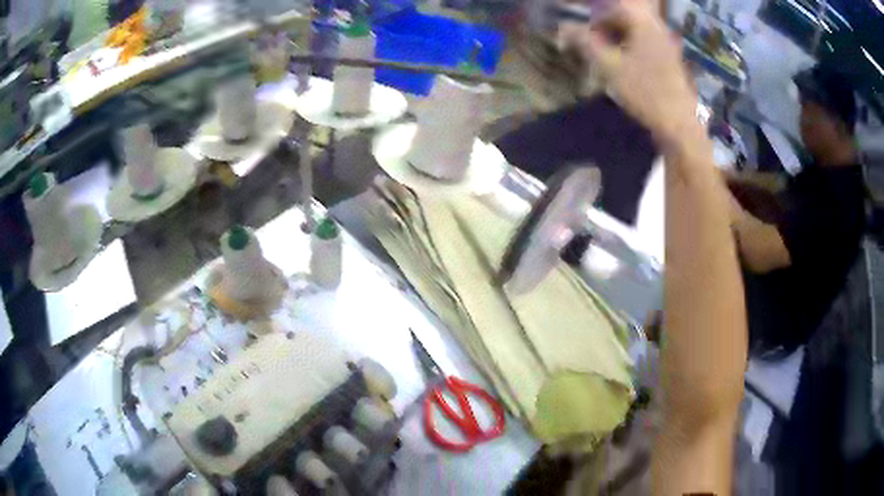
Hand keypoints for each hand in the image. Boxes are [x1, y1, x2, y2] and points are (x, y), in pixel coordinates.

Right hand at [559, 0, 698, 144]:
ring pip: (635, 32)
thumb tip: (562, 28)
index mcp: (644, 23)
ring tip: (606, 57)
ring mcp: (666, 45)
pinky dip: (630, 49)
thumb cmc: (645, 92)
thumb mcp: (609, 66)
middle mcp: (657, 28)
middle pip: (625, 18)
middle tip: (593, 45)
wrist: (679, 125)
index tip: (583, 35)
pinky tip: (624, 67)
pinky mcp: (670, 62)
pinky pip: (645, 45)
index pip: (614, 8)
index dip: (594, 19)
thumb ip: (584, 42)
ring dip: (617, 39)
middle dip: (605, 29)